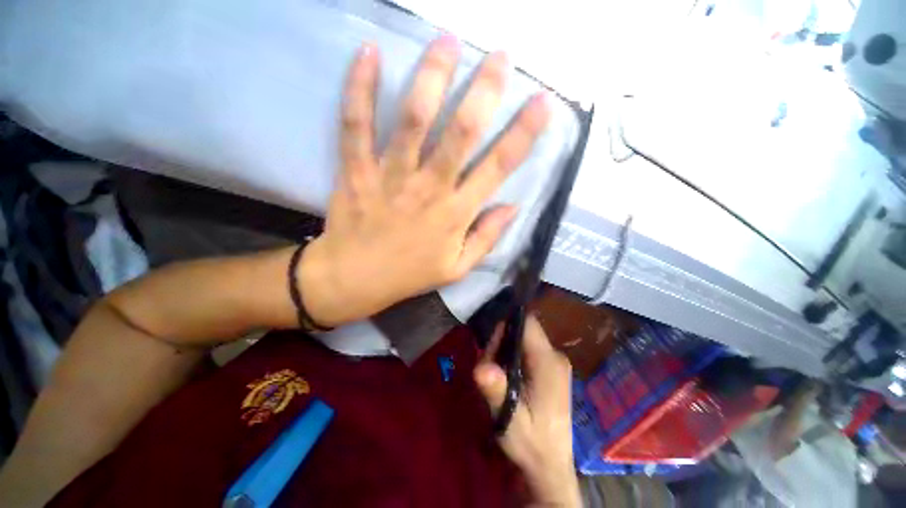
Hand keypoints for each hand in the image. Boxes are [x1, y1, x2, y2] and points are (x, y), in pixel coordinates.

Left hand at [299, 36, 550, 326]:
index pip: (497, 167)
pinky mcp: (357, 170)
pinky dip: (359, 88)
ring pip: (413, 119)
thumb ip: (487, 238)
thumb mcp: (457, 268)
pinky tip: (368, 53)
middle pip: (461, 132)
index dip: (523, 134)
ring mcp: (391, 176)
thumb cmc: (410, 274)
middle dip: (485, 90)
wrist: (356, 278)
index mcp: (456, 213)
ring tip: (447, 41)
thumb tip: (513, 207)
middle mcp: (429, 188)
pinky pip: (356, 125)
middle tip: (500, 56)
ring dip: (432, 76)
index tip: (542, 103)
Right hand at [474, 316, 579, 506]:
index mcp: (548, 363)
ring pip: (524, 339)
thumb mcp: (509, 418)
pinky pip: (528, 349)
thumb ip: (497, 391)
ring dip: (506, 349)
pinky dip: (513, 356)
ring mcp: (555, 362)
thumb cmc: (531, 442)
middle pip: (524, 330)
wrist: (550, 465)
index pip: (527, 324)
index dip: (506, 326)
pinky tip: (507, 377)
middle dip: (502, 341)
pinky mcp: (552, 369)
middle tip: (488, 365)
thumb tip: (482, 368)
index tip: (490, 344)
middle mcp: (555, 356)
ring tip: (496, 374)